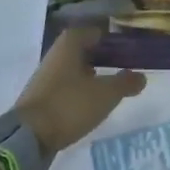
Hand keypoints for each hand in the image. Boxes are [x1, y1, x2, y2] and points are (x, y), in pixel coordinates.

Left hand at [15, 25, 146, 154]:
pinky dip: (78, 92)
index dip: (109, 39)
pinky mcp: (40, 99)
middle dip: (100, 58)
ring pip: (72, 70)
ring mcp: (45, 78)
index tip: (126, 49)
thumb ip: (125, 83)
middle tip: (121, 68)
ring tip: (109, 88)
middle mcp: (55, 56)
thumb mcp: (106, 94)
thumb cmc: (70, 105)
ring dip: (89, 76)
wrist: (29, 137)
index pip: (92, 32)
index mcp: (69, 45)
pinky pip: (65, 88)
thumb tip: (141, 77)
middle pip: (81, 50)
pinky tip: (89, 105)